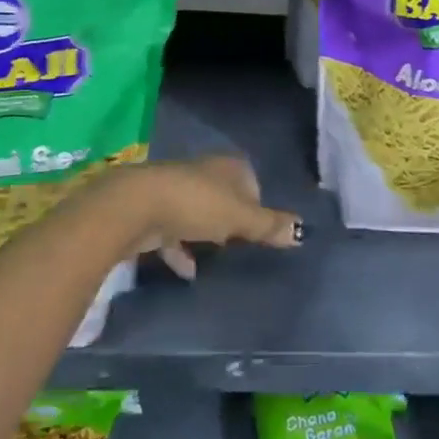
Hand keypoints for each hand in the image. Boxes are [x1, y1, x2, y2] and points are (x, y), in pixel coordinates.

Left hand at [104, 155, 302, 279]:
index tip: (259, 230)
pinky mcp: (154, 212)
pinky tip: (188, 272)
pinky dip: (181, 250)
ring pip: (198, 214)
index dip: (257, 205)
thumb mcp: (241, 218)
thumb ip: (269, 226)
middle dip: (230, 220)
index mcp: (228, 166)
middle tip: (239, 246)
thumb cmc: (197, 204)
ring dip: (205, 234)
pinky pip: (173, 233)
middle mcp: (203, 172)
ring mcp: (176, 191)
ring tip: (216, 260)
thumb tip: (302, 231)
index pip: (251, 182)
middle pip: (224, 196)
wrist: (136, 207)